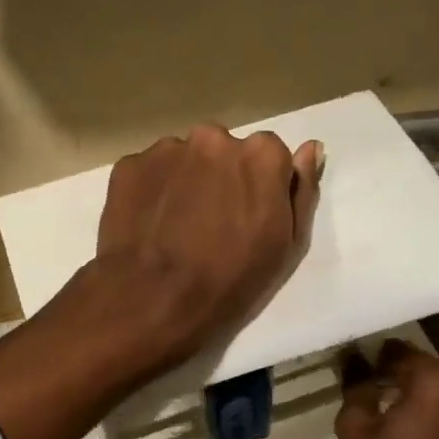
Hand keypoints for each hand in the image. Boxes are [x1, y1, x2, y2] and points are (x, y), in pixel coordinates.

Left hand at [89, 124, 322, 375]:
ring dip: (183, 182)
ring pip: (182, 159)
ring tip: (173, 227)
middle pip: (222, 151)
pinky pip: (147, 173)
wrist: (154, 301)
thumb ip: (301, 189)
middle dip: (218, 177)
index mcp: (261, 154)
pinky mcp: (128, 166)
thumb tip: (309, 149)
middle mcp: (213, 137)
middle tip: (208, 224)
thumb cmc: (232, 280)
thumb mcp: (286, 244)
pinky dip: (150, 192)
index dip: (258, 187)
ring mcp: (166, 150)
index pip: (268, 155)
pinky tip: (148, 226)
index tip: (247, 217)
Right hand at [335, 339, 438, 438]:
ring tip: (378, 409)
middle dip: (391, 373)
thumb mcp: (355, 431)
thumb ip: (355, 389)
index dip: (371, 358)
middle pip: (421, 368)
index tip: (351, 369)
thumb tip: (355, 364)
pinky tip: (401, 430)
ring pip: (435, 391)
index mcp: (437, 382)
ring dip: (409, 393)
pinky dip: (425, 412)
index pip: (398, 352)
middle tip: (360, 387)